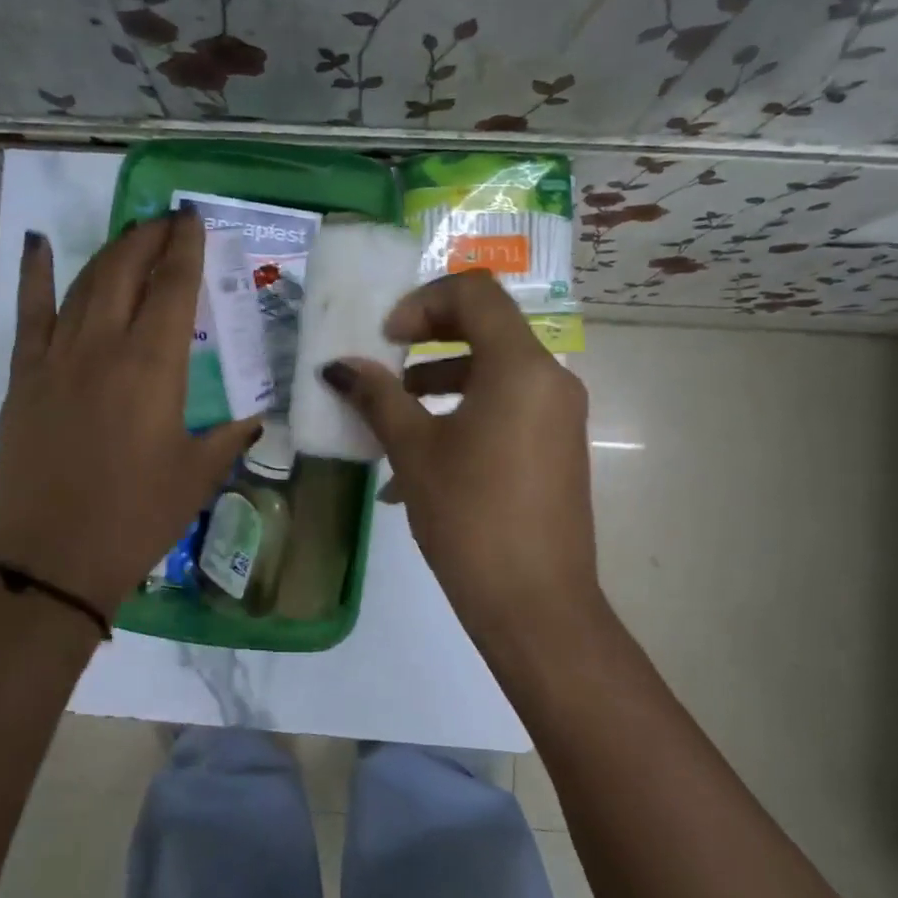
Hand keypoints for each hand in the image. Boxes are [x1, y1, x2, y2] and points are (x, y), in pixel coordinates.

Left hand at [0, 214, 259, 621]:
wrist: (50, 559)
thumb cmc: (135, 519)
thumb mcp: (196, 477)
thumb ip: (227, 438)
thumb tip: (251, 421)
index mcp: (153, 366)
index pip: (173, 287)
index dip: (185, 247)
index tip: (193, 219)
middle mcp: (103, 345)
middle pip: (126, 270)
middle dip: (149, 237)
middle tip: (167, 221)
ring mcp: (56, 356)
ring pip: (85, 283)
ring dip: (111, 251)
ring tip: (131, 234)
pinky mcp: (24, 375)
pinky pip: (30, 312)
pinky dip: (36, 274)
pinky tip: (39, 245)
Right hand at [320, 271, 601, 649]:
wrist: (536, 605)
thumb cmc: (470, 517)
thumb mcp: (415, 452)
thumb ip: (377, 397)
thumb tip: (338, 367)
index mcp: (521, 366)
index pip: (475, 292)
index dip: (422, 302)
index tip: (386, 339)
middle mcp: (550, 378)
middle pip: (486, 327)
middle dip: (428, 340)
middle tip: (385, 366)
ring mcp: (559, 415)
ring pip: (494, 372)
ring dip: (439, 382)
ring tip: (392, 420)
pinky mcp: (556, 448)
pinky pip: (506, 409)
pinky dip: (463, 415)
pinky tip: (419, 464)